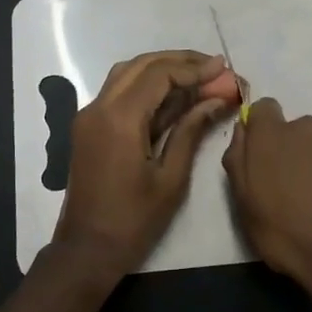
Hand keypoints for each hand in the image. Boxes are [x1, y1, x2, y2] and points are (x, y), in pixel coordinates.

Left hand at [54, 50, 231, 275]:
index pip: (159, 74)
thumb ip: (191, 131)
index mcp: (119, 119)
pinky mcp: (90, 128)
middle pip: (141, 65)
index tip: (224, 69)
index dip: (194, 68)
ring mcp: (90, 116)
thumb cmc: (134, 220)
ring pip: (127, 75)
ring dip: (162, 70)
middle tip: (214, 68)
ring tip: (199, 77)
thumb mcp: (171, 177)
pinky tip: (175, 97)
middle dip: (179, 62)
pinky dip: (147, 87)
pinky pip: (119, 93)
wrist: (87, 249)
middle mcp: (99, 108)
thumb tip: (215, 99)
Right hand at [222, 99, 311, 286]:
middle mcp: (308, 128)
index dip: (261, 128)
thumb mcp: (242, 201)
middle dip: (291, 149)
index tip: (261, 154)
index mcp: (272, 135)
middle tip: (288, 186)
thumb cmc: (283, 230)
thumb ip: (238, 158)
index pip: (264, 108)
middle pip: (295, 128)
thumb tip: (243, 130)